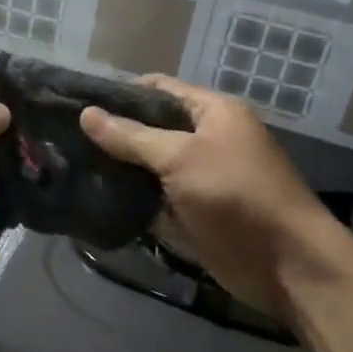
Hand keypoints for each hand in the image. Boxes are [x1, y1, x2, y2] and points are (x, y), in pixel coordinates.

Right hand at [80, 77, 337, 317]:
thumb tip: (86, 114)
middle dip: (114, 134)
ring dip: (119, 169)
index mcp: (212, 112)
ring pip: (149, 167)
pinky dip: (131, 200)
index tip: (77, 103)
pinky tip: (94, 198)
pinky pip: (155, 199)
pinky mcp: (192, 213)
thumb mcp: (181, 157)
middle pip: (151, 128)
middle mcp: (206, 139)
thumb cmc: (236, 194)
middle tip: (66, 139)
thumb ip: (132, 137)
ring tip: (70, 166)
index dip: (121, 93)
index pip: (159, 89)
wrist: (286, 262)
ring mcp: (198, 178)